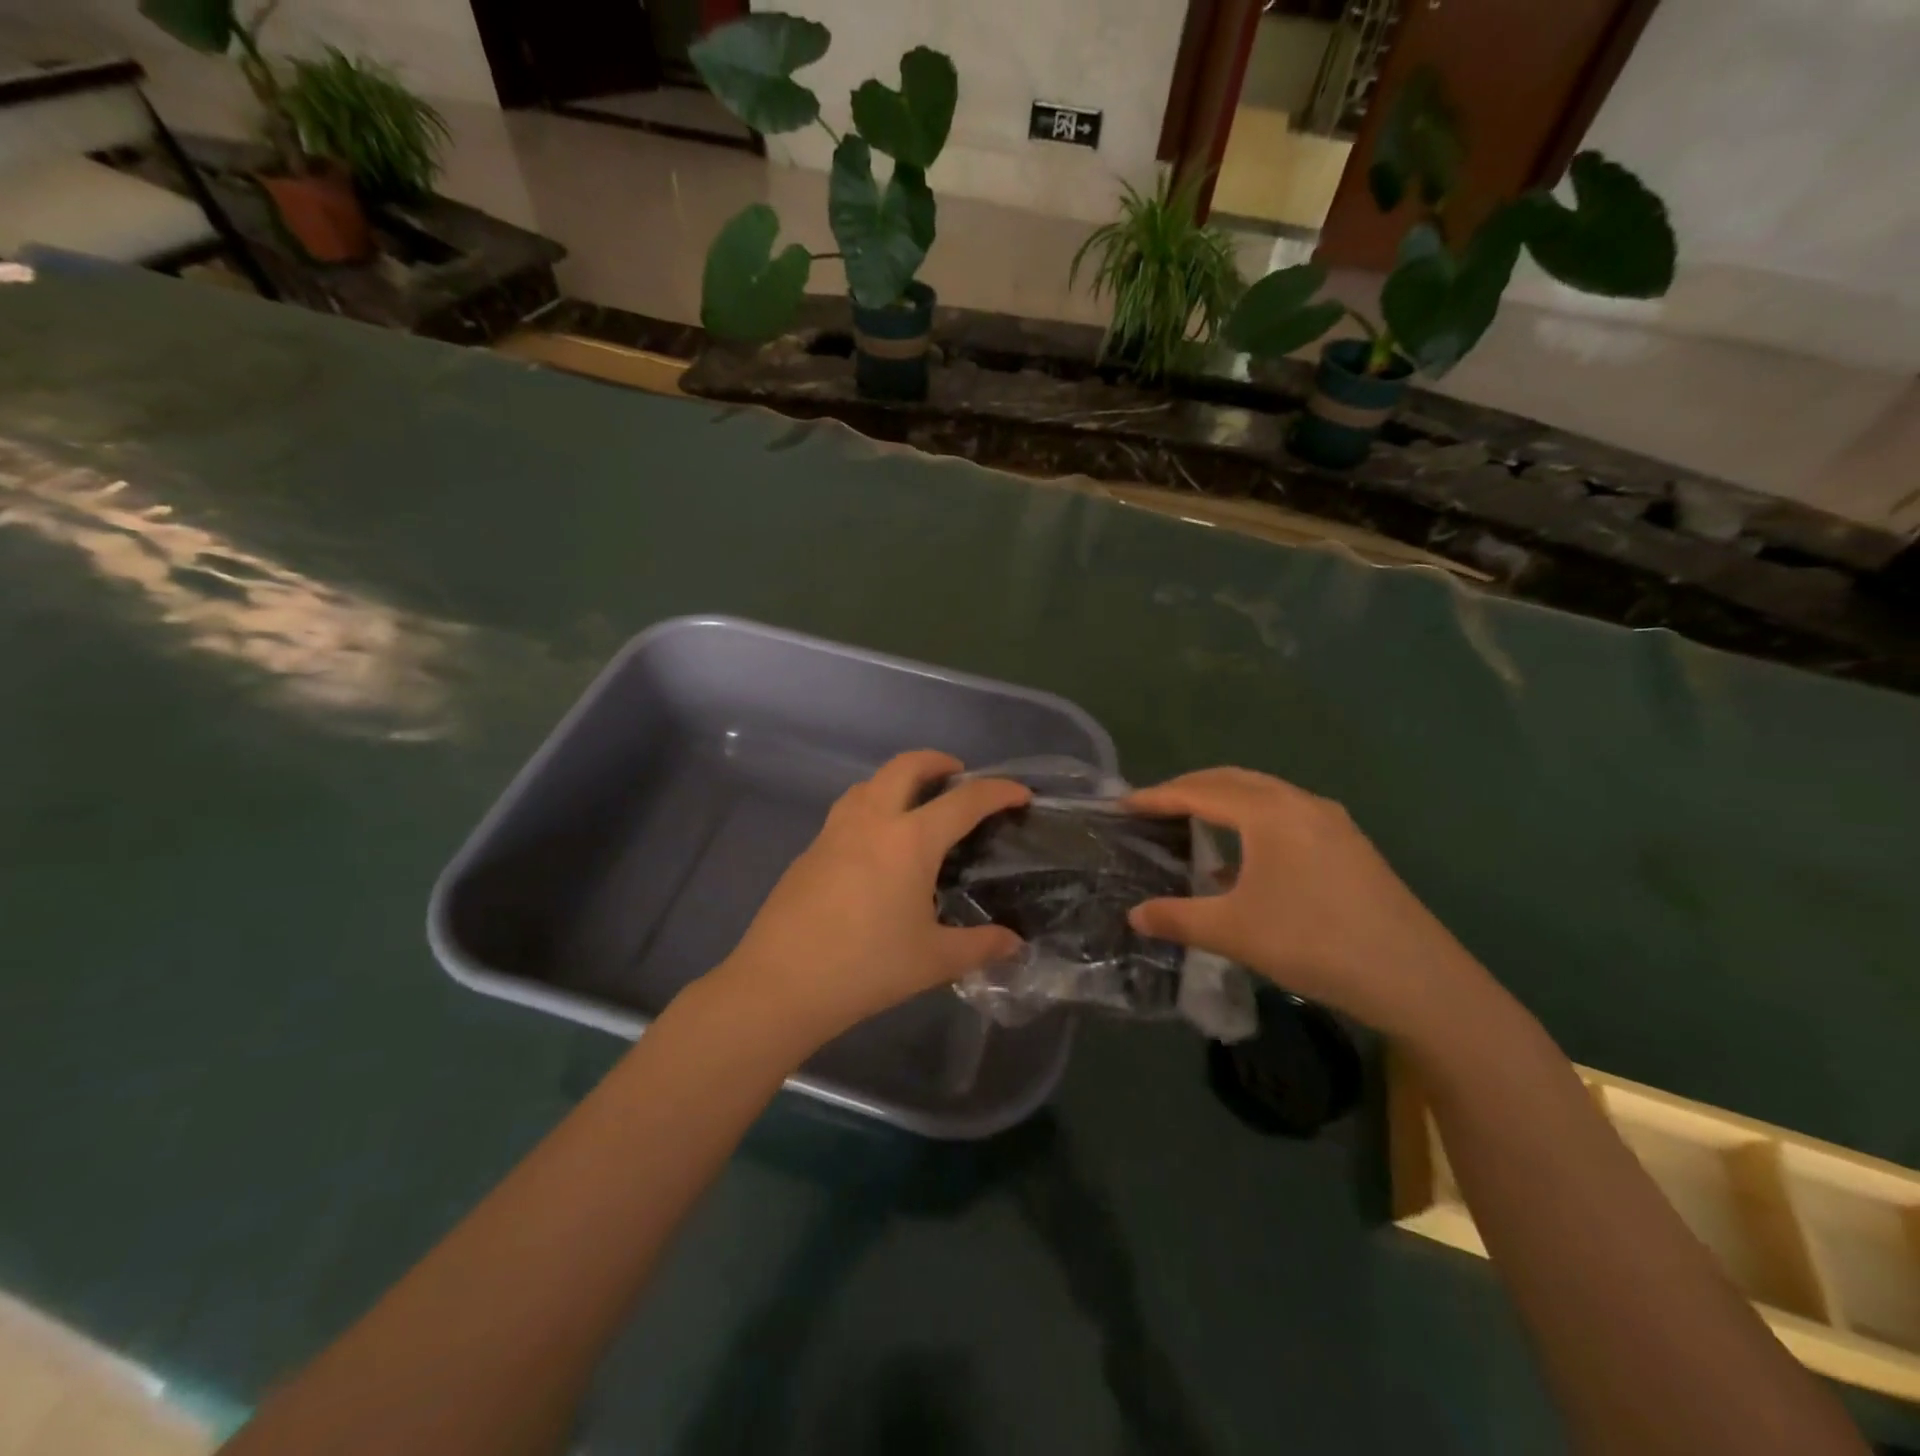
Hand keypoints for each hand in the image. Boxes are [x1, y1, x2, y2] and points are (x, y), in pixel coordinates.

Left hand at [716, 751, 1029, 1045]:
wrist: (780, 984)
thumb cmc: (866, 968)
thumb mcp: (933, 961)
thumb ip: (979, 946)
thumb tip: (1013, 943)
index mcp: (909, 841)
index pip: (963, 801)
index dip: (997, 792)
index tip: (1019, 794)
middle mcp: (871, 822)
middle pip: (905, 766)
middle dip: (937, 760)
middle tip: (957, 775)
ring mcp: (834, 832)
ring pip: (869, 782)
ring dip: (898, 779)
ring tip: (915, 804)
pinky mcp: (809, 851)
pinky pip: (847, 810)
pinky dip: (871, 806)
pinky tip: (874, 846)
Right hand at [1124, 767, 1489, 1042]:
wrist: (1417, 978)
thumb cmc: (1315, 944)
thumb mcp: (1234, 932)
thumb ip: (1177, 918)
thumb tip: (1134, 915)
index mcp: (1269, 812)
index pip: (1199, 791)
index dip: (1157, 797)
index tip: (1121, 805)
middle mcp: (1300, 803)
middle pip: (1231, 780)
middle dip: (1188, 788)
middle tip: (1152, 808)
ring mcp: (1330, 821)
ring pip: (1262, 794)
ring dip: (1222, 800)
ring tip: (1192, 823)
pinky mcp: (1348, 843)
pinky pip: (1285, 813)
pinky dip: (1251, 818)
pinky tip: (1244, 856)